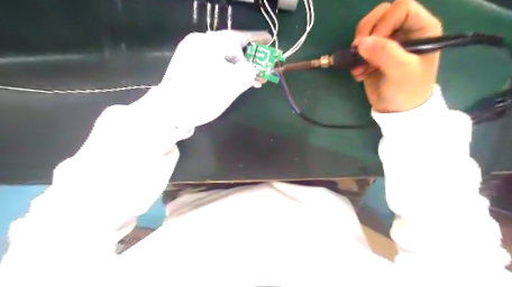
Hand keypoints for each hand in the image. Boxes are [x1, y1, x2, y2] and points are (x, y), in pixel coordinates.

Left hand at [138, 30, 269, 128]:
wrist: (171, 112)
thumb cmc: (203, 96)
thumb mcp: (233, 84)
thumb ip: (249, 71)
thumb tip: (252, 68)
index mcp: (208, 43)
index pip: (238, 38)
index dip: (256, 39)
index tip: (269, 40)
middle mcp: (198, 43)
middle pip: (230, 48)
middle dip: (248, 60)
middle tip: (260, 73)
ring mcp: (191, 54)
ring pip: (222, 58)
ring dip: (238, 69)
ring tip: (251, 82)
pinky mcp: (188, 66)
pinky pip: (213, 65)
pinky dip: (226, 72)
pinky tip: (235, 82)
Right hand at [350, 0, 441, 111]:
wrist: (396, 110)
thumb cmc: (407, 90)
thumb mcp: (401, 71)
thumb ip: (385, 53)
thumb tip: (361, 43)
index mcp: (421, 28)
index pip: (401, 7)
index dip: (385, 23)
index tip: (376, 44)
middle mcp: (404, 31)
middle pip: (381, 14)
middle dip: (367, 32)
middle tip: (359, 51)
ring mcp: (388, 42)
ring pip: (367, 29)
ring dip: (358, 47)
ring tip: (359, 67)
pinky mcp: (374, 54)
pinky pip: (360, 46)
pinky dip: (355, 59)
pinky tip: (359, 73)